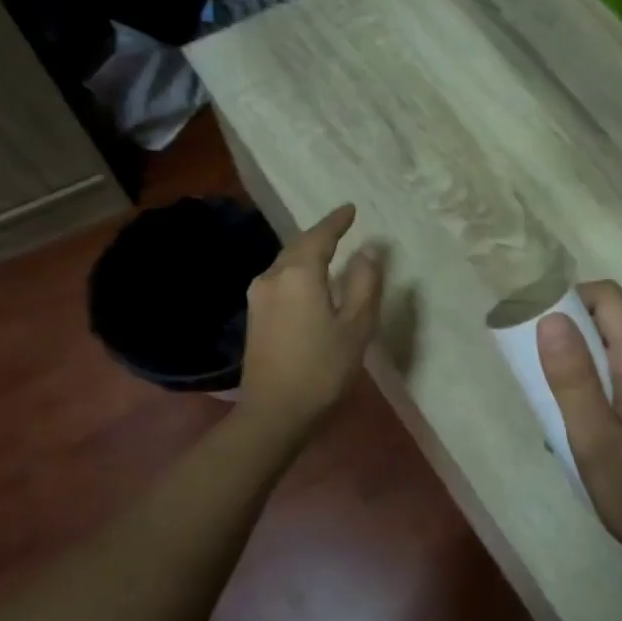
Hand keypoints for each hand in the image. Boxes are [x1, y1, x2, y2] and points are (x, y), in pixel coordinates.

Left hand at [240, 203, 383, 431]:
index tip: (350, 208)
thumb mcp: (356, 326)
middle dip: (320, 235)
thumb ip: (364, 283)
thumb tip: (367, 251)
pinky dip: (297, 272)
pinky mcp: (254, 315)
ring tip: (328, 251)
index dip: (336, 221)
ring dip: (307, 254)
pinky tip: (308, 281)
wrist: (274, 411)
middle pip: (298, 246)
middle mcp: (272, 277)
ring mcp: (258, 296)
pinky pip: (279, 280)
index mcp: (299, 274)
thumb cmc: (322, 368)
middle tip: (341, 227)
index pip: (319, 236)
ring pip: (286, 263)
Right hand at [536, 281, 621, 585]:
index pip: (609, 298)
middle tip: (544, 389)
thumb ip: (572, 377)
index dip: (569, 299)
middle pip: (613, 326)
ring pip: (620, 357)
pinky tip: (597, 438)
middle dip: (572, 345)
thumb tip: (550, 317)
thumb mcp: (595, 441)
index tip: (537, 330)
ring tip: (566, 425)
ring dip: (587, 375)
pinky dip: (607, 392)